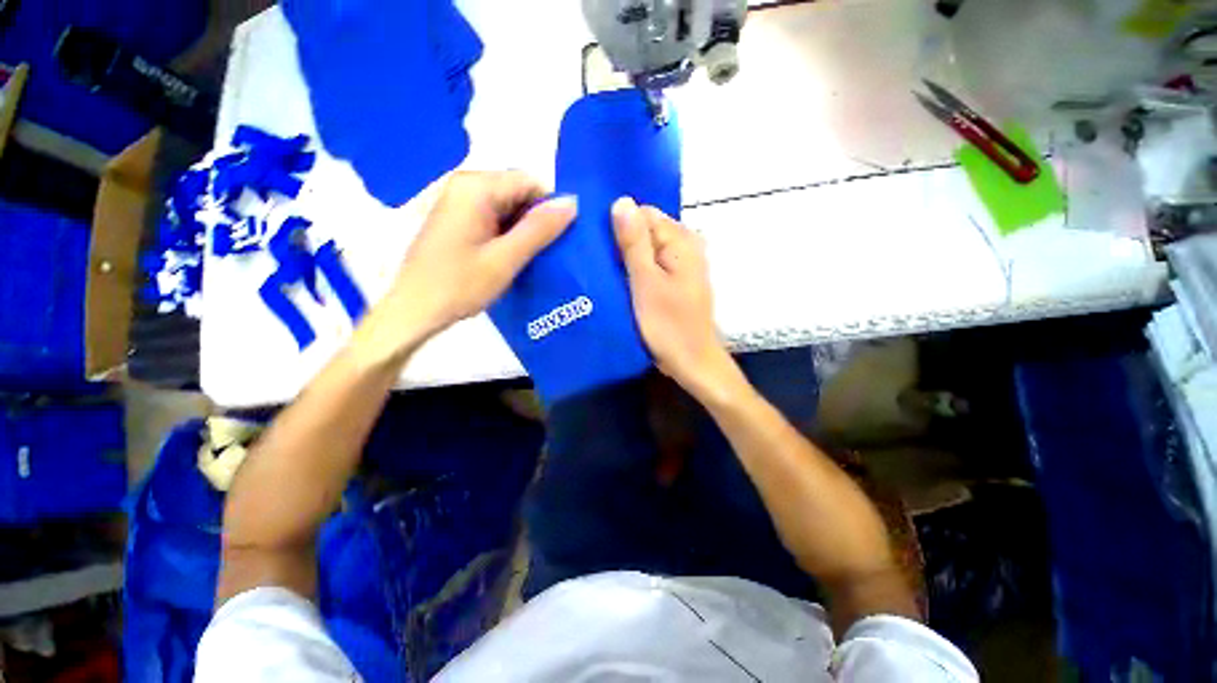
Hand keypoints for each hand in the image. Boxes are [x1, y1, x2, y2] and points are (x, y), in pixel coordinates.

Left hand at [379, 171, 576, 345]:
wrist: (414, 310)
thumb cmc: (459, 285)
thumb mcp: (505, 258)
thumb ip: (539, 229)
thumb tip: (572, 202)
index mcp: (476, 187)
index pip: (530, 182)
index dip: (550, 207)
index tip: (560, 239)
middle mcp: (466, 186)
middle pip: (518, 193)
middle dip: (537, 219)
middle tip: (549, 252)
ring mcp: (460, 203)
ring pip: (509, 208)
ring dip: (525, 230)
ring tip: (535, 258)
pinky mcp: (459, 220)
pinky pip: (495, 219)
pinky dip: (510, 235)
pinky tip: (515, 258)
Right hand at [613, 197, 737, 398]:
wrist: (691, 362)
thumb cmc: (668, 325)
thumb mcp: (645, 282)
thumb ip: (634, 242)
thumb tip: (621, 201)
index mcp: (681, 240)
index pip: (643, 213)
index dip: (618, 224)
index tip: (596, 243)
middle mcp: (684, 246)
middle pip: (645, 231)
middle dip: (621, 242)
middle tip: (596, 261)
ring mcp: (681, 265)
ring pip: (645, 250)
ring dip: (625, 259)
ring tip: (602, 271)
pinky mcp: (675, 282)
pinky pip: (650, 267)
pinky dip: (635, 271)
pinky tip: (618, 282)